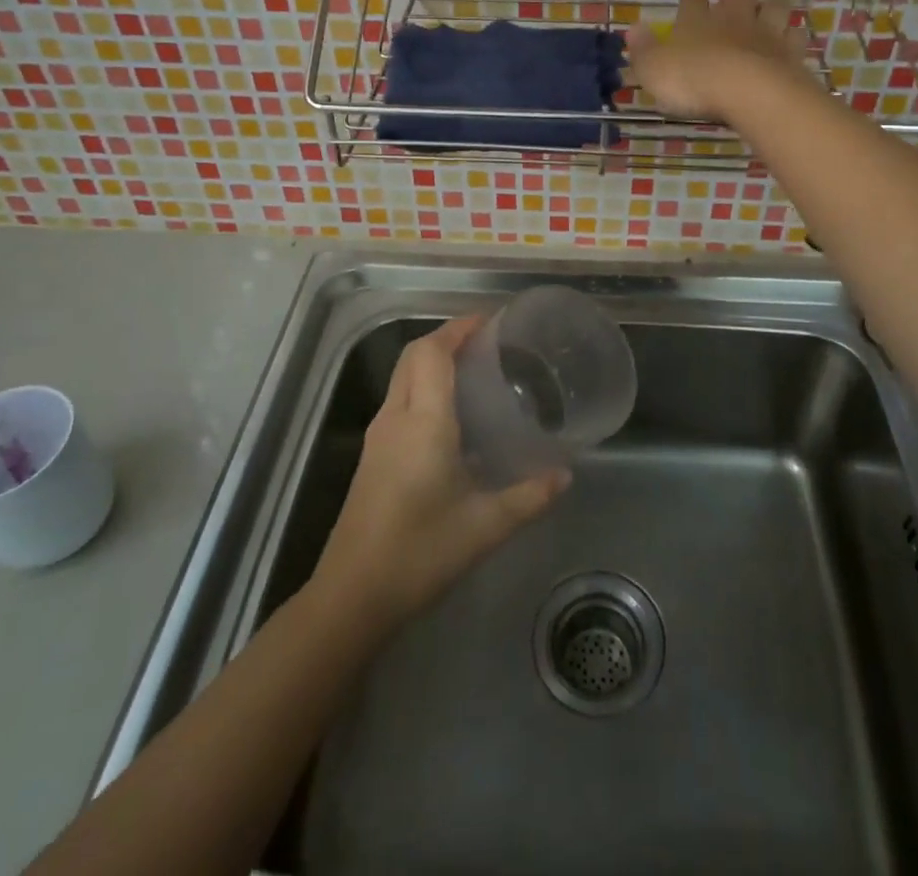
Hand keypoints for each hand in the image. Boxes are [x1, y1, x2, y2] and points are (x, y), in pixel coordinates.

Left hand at [312, 317, 569, 624]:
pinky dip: (424, 386)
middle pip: (414, 356)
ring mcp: (379, 436)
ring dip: (433, 361)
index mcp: (423, 421)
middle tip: (487, 343)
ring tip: (475, 371)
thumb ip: (529, 497)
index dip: (458, 328)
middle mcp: (396, 417)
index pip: (433, 352)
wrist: (352, 595)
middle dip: (447, 338)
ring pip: (403, 376)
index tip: (490, 321)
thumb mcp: (485, 527)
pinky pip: (400, 400)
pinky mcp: (373, 456)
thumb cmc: (420, 553)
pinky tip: (451, 415)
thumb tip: (566, 476)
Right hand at [626, 0, 817, 122]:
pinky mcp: (791, 54)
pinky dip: (796, 35)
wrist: (746, 91)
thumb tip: (632, 29)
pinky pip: (797, 38)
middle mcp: (733, 19)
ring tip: (777, 0)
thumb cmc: (692, 79)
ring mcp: (766, 34)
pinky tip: (796, 37)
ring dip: (775, 2)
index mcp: (697, 20)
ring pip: (776, 7)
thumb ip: (643, 50)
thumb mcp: (653, 69)